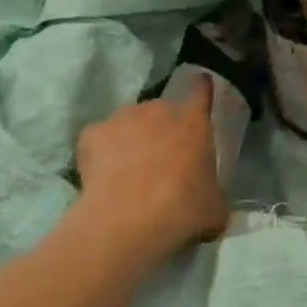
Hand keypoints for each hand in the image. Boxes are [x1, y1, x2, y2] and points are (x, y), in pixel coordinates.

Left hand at [75, 77, 228, 260]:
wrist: (128, 221)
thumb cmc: (182, 211)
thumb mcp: (214, 209)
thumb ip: (213, 196)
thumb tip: (211, 204)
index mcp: (194, 123)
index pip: (201, 92)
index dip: (201, 89)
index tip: (200, 85)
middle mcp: (159, 110)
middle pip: (161, 111)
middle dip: (160, 129)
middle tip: (159, 161)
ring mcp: (123, 117)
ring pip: (129, 123)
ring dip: (130, 139)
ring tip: (126, 173)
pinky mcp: (92, 132)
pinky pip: (99, 139)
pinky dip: (100, 154)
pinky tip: (102, 178)